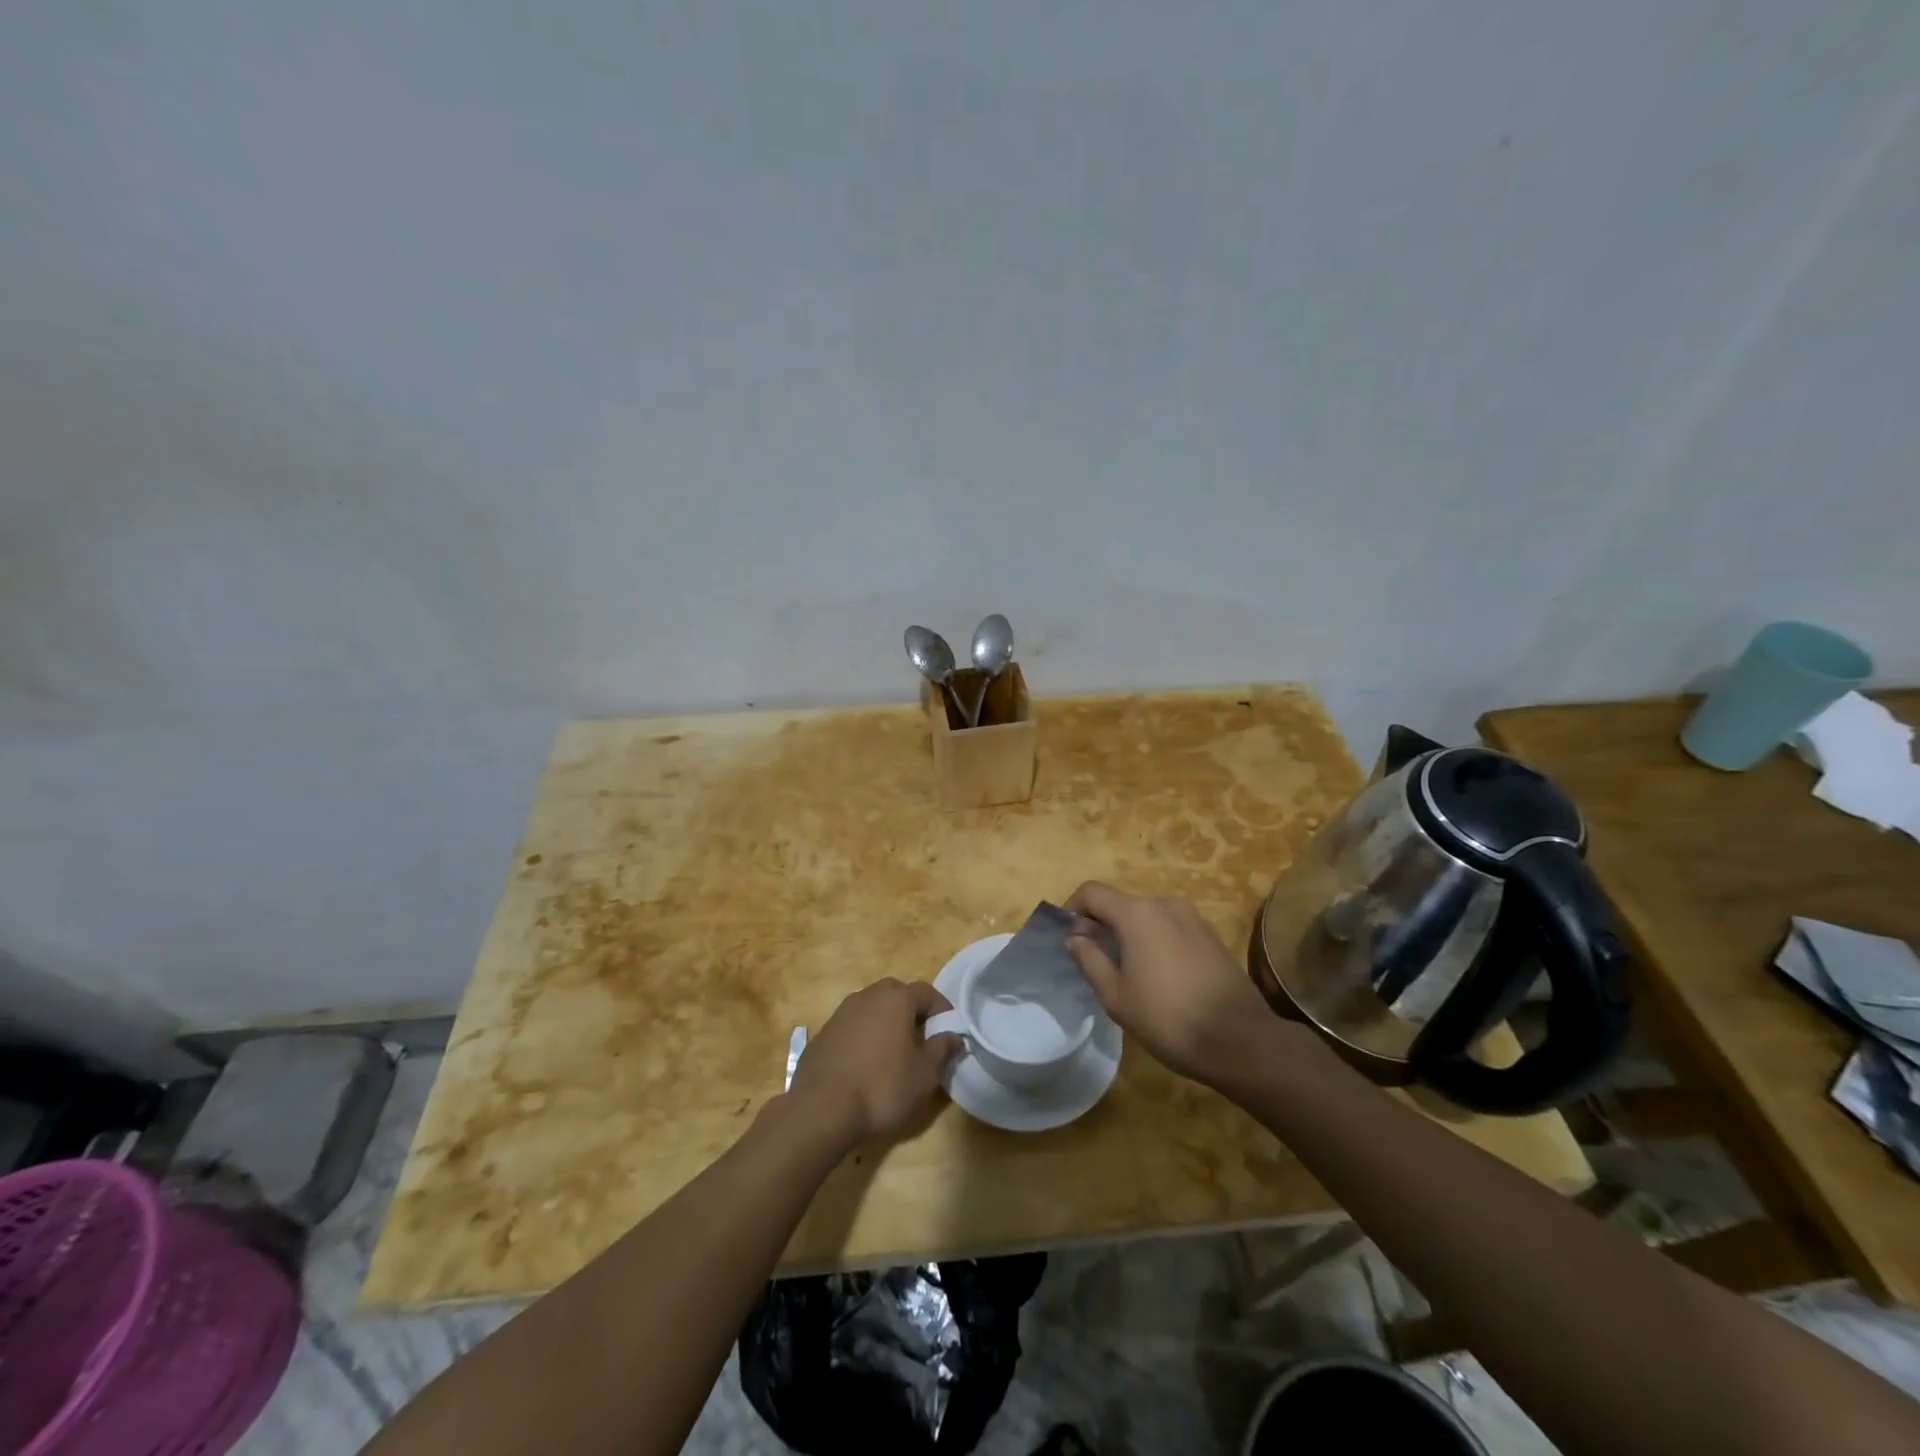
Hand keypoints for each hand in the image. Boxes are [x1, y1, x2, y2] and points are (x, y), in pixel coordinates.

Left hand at [788, 979, 963, 1144]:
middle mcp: (867, 996)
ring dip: (885, 1023)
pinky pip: (852, 1027)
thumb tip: (954, 1036)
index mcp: (895, 999)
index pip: (926, 991)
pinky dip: (863, 1037)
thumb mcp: (924, 1075)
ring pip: (871, 1009)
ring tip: (894, 1052)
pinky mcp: (823, 1034)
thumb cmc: (882, 1088)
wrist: (821, 1110)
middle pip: (896, 994)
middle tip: (922, 1038)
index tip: (950, 1030)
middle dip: (912, 1011)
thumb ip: (942, 1050)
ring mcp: (841, 1013)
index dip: (942, 1009)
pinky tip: (865, 1065)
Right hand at [1065, 882, 1281, 1085]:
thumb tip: (1074, 938)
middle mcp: (1164, 904)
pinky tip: (1159, 975)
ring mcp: (1192, 917)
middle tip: (1094, 960)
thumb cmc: (1168, 1018)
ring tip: (1127, 971)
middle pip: (1120, 903)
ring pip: (1146, 915)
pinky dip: (1154, 940)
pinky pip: (1170, 926)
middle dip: (1101, 924)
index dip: (1073, 910)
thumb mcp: (1116, 996)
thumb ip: (1090, 960)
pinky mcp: (1210, 934)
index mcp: (1137, 914)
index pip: (1092, 892)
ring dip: (1129, 933)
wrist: (1240, 1040)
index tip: (1069, 939)